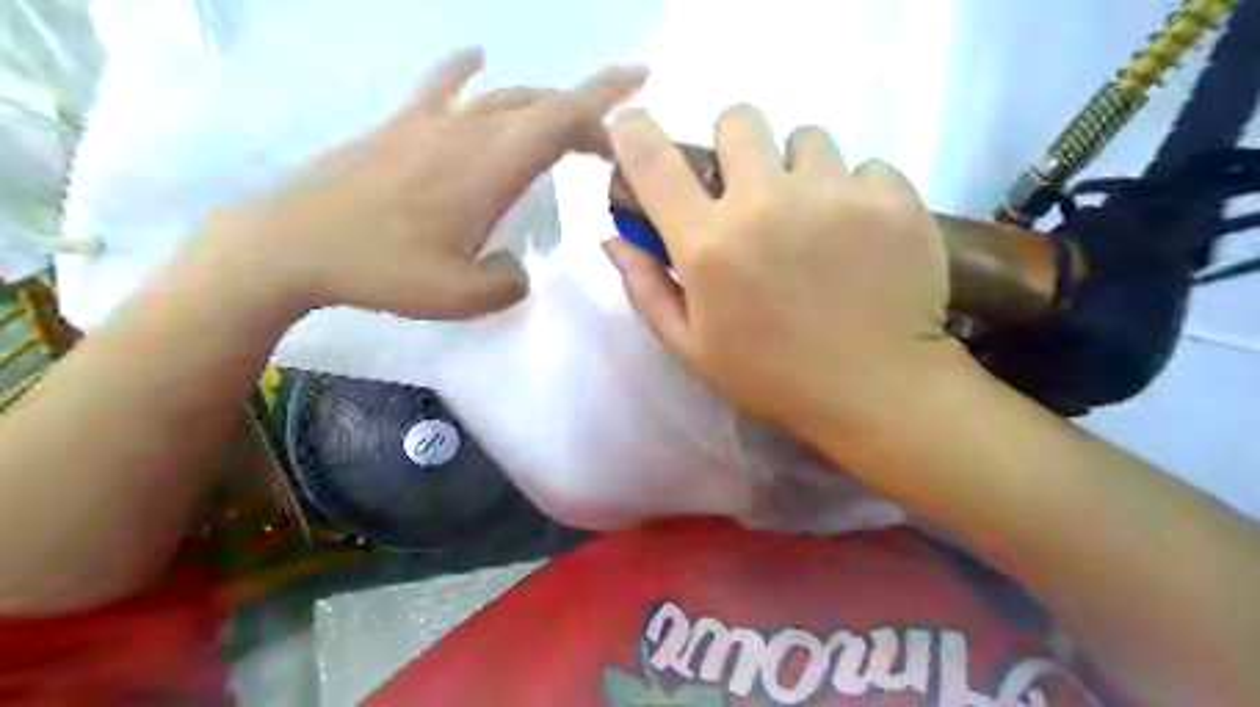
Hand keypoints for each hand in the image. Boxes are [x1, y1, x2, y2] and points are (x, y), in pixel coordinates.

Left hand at [200, 51, 647, 320]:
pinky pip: (440, 87)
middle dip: (583, 116)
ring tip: (562, 121)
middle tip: (605, 147)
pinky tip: (477, 57)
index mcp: (489, 168)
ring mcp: (428, 124)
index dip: (605, 97)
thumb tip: (517, 265)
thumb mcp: (462, 297)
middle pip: (539, 105)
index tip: (640, 81)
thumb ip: (508, 281)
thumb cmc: (381, 272)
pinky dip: (464, 69)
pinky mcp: (397, 128)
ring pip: (500, 97)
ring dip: (541, 103)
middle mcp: (466, 133)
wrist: (290, 246)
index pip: (560, 118)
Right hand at [605, 103, 966, 437]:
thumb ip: (647, 289)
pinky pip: (866, 168)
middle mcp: (766, 202)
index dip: (635, 132)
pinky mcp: (893, 196)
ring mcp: (835, 193)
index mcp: (709, 244)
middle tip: (753, 190)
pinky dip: (858, 194)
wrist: (876, 390)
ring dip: (802, 172)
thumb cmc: (773, 376)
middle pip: (740, 121)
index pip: (655, 162)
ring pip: (808, 140)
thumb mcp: (693, 348)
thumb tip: (615, 239)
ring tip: (817, 220)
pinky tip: (863, 238)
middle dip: (738, 148)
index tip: (631, 124)